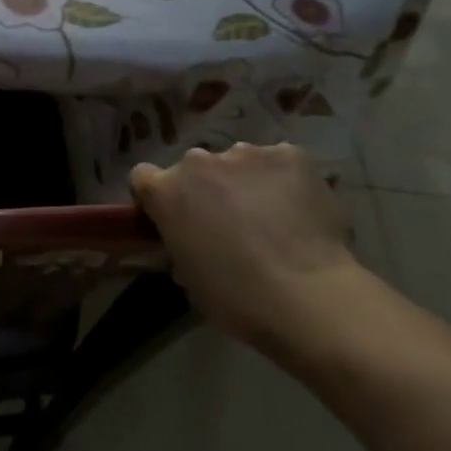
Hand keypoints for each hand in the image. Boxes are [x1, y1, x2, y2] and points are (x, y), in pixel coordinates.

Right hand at [130, 143, 358, 349]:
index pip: (143, 177)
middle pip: (194, 168)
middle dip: (206, 189)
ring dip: (245, 182)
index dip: (158, 197)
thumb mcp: (187, 276)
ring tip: (272, 217)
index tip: (174, 218)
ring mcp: (245, 153)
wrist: (306, 296)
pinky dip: (284, 181)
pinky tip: (299, 209)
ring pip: (239, 162)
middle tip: (230, 223)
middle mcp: (197, 161)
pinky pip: (279, 163)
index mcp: (165, 190)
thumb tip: (193, 241)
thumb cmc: (235, 297)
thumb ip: (180, 244)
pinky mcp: (289, 155)